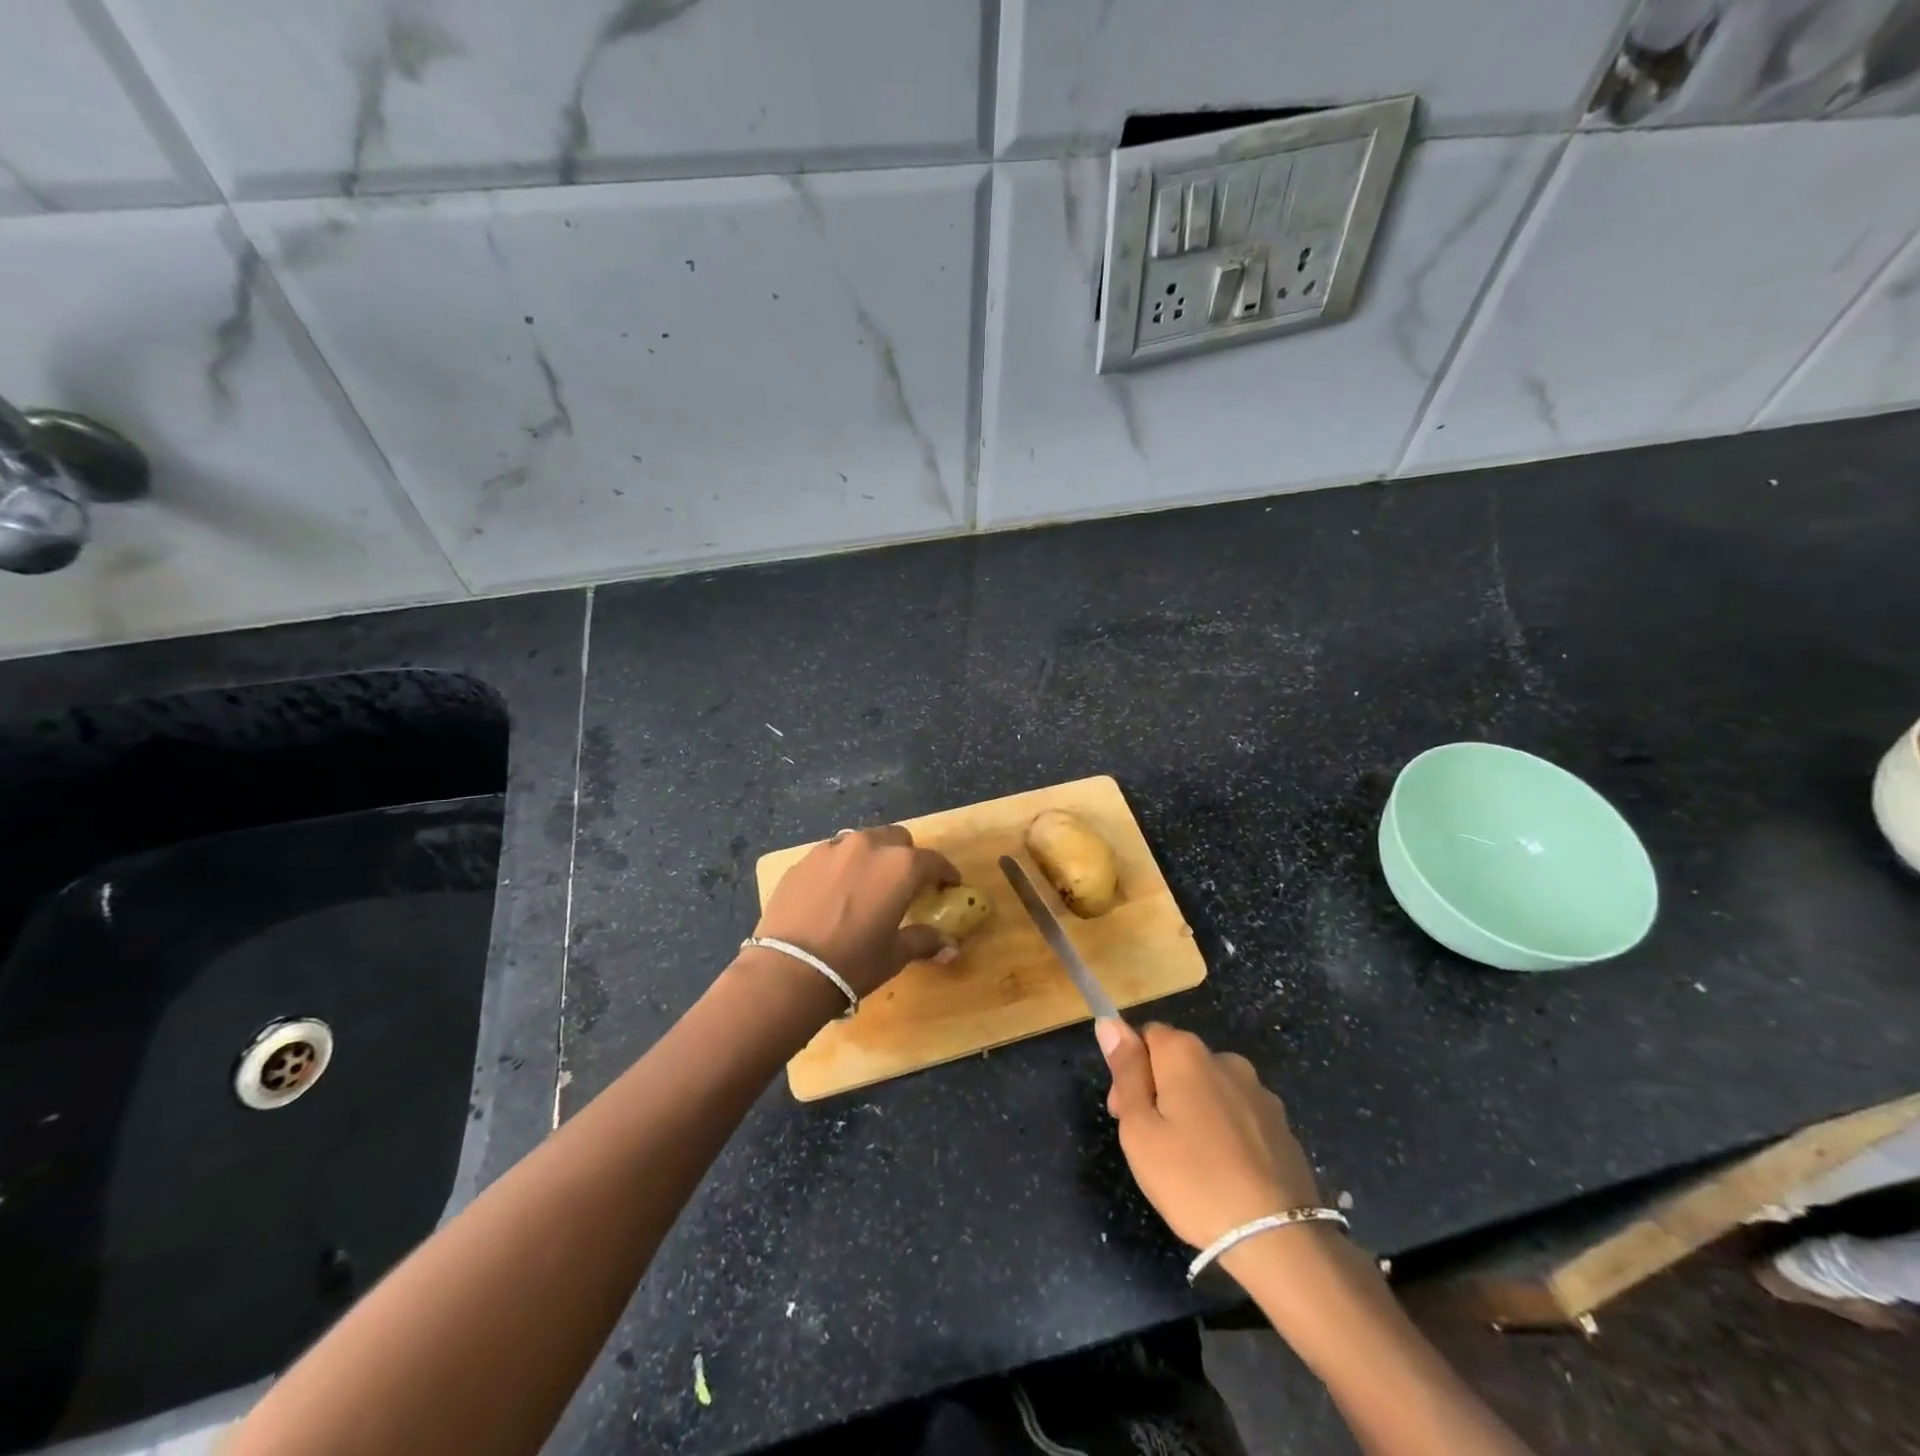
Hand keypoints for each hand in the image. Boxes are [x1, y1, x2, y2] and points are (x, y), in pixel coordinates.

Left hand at [751, 825, 960, 997]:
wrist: (789, 970)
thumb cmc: (853, 963)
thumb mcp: (895, 954)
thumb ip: (924, 941)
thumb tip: (950, 947)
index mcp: (901, 866)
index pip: (934, 861)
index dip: (945, 873)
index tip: (949, 884)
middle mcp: (869, 846)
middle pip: (897, 839)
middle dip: (906, 857)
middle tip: (905, 883)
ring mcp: (832, 849)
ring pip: (862, 841)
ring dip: (872, 856)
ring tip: (867, 883)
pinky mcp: (804, 860)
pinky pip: (832, 855)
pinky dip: (841, 866)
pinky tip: (835, 892)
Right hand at [1099, 1021, 1322, 1251]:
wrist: (1278, 1240)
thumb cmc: (1193, 1180)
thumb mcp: (1140, 1129)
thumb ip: (1126, 1071)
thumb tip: (1110, 1023)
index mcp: (1186, 1054)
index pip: (1146, 1035)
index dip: (1129, 1069)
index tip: (1124, 1113)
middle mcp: (1225, 1060)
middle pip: (1179, 1061)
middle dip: (1159, 1090)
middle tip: (1151, 1145)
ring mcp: (1260, 1093)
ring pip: (1211, 1089)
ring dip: (1194, 1110)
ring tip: (1190, 1163)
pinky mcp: (1282, 1126)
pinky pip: (1239, 1115)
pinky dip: (1225, 1131)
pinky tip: (1224, 1171)